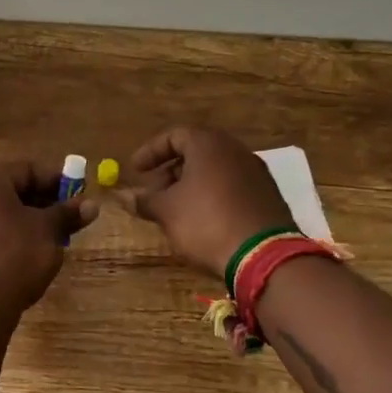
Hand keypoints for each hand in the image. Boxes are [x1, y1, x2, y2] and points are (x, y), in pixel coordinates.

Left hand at [0, 160, 97, 319]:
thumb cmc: (14, 255)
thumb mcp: (48, 231)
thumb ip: (68, 214)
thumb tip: (92, 204)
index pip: (26, 170)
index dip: (56, 180)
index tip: (78, 194)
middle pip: (11, 192)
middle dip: (43, 203)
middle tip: (69, 218)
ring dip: (27, 222)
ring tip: (53, 239)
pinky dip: (9, 238)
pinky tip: (27, 256)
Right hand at [112, 127, 293, 280]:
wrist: (264, 256)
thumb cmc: (207, 222)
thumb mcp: (167, 211)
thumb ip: (144, 200)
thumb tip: (123, 196)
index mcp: (209, 144)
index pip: (173, 136)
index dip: (150, 152)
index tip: (135, 170)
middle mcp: (235, 150)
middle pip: (196, 152)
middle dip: (170, 171)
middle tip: (154, 193)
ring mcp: (256, 172)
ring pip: (215, 171)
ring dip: (191, 185)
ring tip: (175, 210)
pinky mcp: (268, 196)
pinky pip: (232, 187)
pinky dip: (212, 196)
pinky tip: (202, 220)